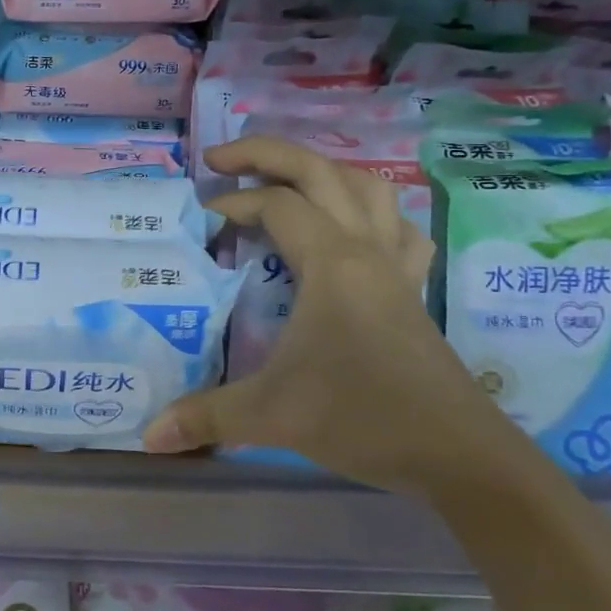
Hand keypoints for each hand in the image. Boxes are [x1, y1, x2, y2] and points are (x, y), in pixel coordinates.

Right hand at [142, 137, 521, 495]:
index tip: (200, 224)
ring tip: (282, 184)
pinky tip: (348, 233)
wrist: (461, 456)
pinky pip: (396, 228)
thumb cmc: (363, 417)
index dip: (232, 204)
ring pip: (368, 189)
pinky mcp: (412, 292)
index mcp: (332, 264)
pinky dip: (368, 213)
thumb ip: (205, 416)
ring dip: (322, 173)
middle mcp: (366, 251)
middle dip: (268, 154)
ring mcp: (396, 269)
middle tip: (220, 160)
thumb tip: (149, 435)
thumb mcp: (272, 415)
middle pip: (322, 172)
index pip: (277, 205)